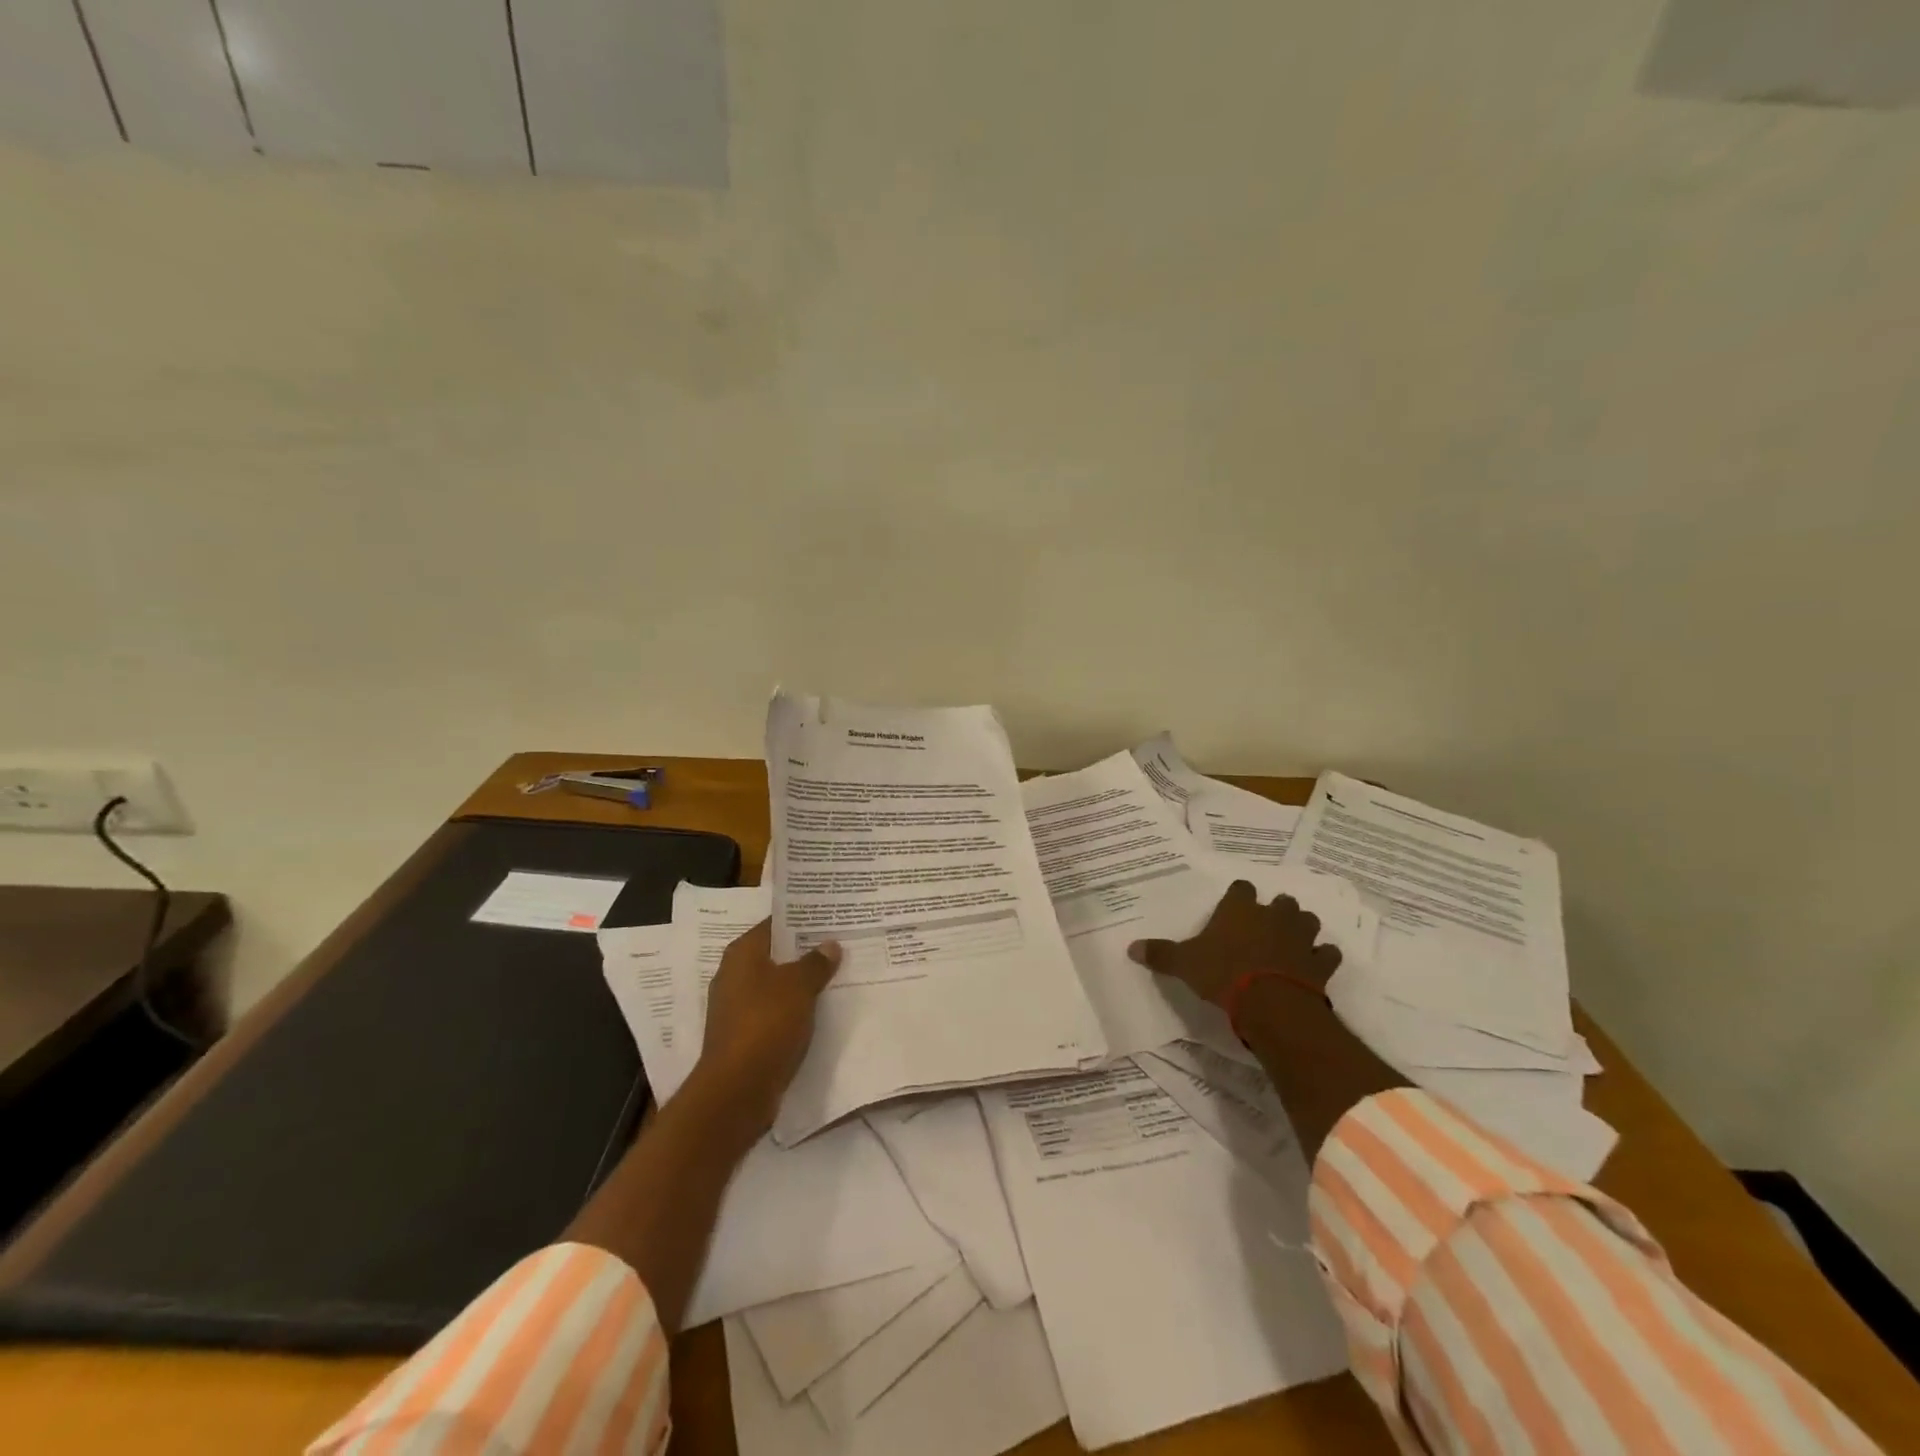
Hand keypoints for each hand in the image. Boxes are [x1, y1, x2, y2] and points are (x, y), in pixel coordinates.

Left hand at [693, 919, 842, 1133]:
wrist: (737, 1091)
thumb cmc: (765, 1024)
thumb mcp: (798, 987)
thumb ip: (815, 963)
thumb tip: (829, 945)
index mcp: (742, 954)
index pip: (774, 924)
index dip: (801, 919)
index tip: (830, 916)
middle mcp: (734, 975)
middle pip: (776, 955)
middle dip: (805, 951)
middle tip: (841, 942)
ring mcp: (738, 1008)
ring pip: (777, 985)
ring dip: (802, 982)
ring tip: (838, 973)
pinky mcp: (745, 1036)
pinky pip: (776, 1012)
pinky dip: (796, 1008)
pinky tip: (822, 1008)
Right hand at [1128, 880, 1341, 1006]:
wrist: (1271, 1004)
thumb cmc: (1223, 974)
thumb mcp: (1184, 964)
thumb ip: (1160, 954)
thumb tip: (1130, 948)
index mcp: (1240, 909)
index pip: (1241, 888)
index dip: (1238, 896)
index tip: (1234, 906)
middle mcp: (1273, 916)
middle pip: (1281, 901)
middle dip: (1276, 911)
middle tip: (1264, 927)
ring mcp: (1300, 938)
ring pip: (1308, 921)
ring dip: (1302, 929)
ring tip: (1291, 942)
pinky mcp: (1321, 963)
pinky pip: (1327, 954)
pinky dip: (1322, 958)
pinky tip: (1314, 966)